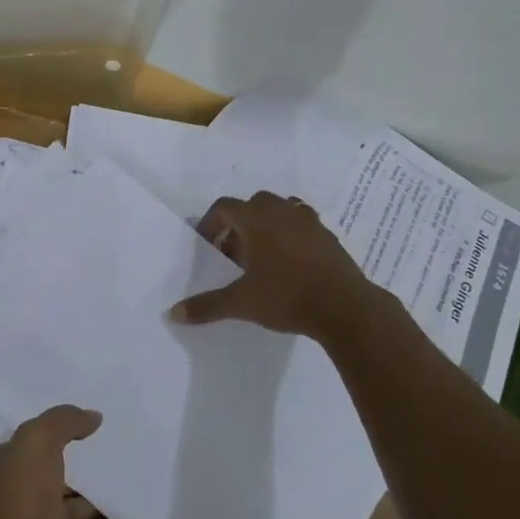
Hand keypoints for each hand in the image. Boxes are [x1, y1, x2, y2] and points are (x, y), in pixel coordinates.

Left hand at [0, 405, 122, 518]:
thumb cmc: (19, 499)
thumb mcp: (36, 443)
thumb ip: (63, 423)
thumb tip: (93, 416)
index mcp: (8, 466)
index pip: (30, 444)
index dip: (52, 432)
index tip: (82, 422)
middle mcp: (19, 496)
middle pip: (49, 476)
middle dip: (72, 467)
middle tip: (108, 453)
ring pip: (68, 510)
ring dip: (90, 501)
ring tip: (122, 486)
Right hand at [169, 191, 375, 339]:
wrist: (345, 306)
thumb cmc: (287, 296)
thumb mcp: (242, 303)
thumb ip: (207, 306)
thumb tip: (173, 314)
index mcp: (256, 219)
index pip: (224, 207)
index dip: (210, 223)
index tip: (207, 246)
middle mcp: (281, 211)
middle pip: (253, 204)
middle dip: (239, 223)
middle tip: (234, 252)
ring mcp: (308, 221)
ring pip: (281, 210)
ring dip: (267, 225)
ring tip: (262, 255)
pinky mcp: (328, 236)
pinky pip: (302, 224)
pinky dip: (291, 234)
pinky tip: (291, 262)